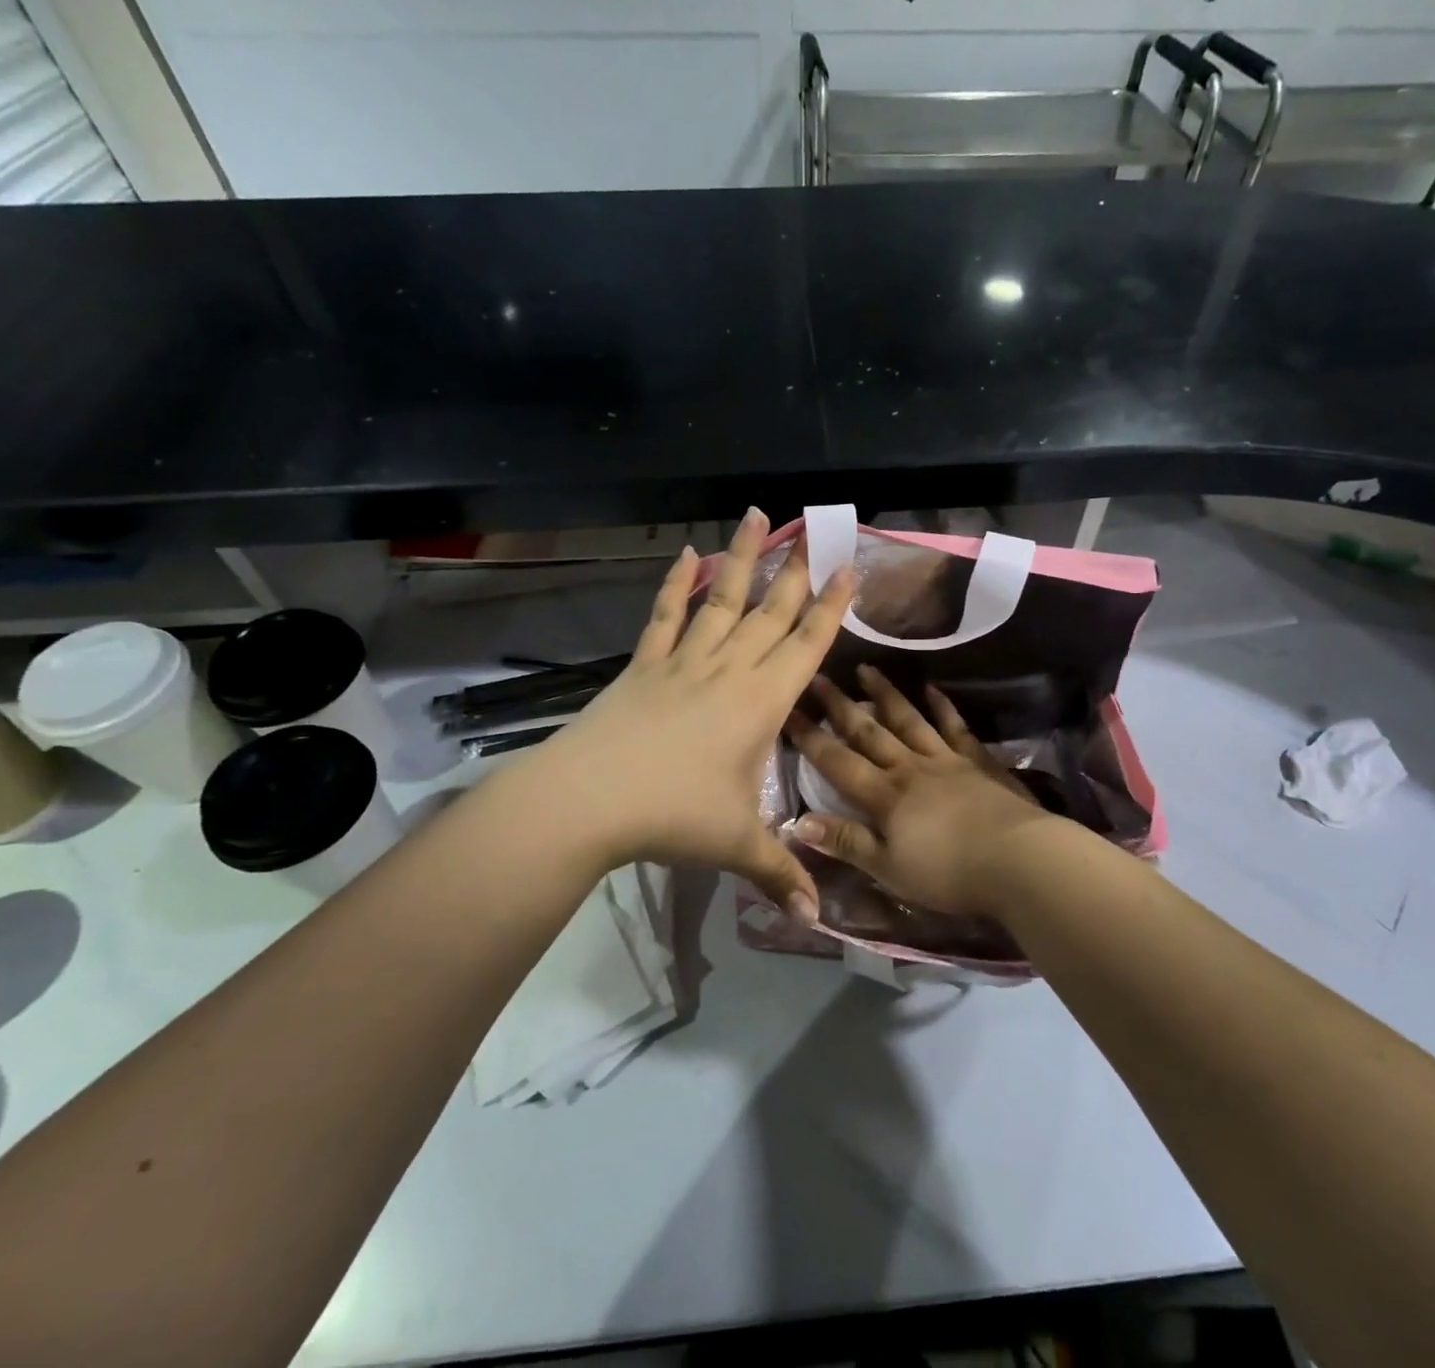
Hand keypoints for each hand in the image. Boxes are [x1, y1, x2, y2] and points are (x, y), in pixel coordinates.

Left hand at [531, 509, 853, 920]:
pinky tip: (686, 555)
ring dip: (742, 558)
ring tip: (757, 515)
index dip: (830, 607)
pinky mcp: (645, 665)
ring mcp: (684, 661)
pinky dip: (675, 584)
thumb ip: (781, 873)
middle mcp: (729, 670)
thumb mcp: (736, 845)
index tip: (846, 568)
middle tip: (815, 528)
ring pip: (722, 599)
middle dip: (797, 570)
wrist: (588, 799)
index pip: (807, 645)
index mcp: (761, 702)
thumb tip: (817, 919)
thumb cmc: (672, 816)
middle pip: (772, 612)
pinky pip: (665, 616)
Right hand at [784, 665, 1056, 918]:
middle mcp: (909, 767)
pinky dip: (942, 706)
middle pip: (869, 732)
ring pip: (908, 720)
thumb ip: (846, 842)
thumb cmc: (948, 873)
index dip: (810, 738)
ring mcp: (945, 759)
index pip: (837, 762)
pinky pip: (954, 726)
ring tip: (866, 669)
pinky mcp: (977, 761)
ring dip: (885, 695)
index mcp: (884, 795)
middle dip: (840, 706)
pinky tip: (931, 689)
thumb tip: (797, 822)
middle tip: (819, 678)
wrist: (1017, 860)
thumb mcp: (889, 868)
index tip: (789, 711)